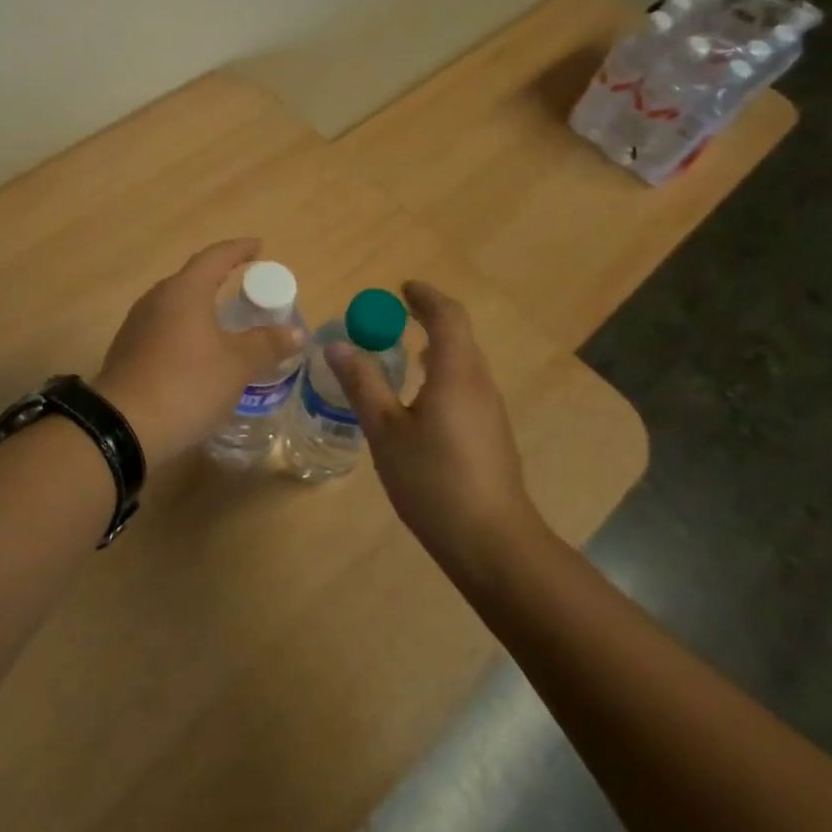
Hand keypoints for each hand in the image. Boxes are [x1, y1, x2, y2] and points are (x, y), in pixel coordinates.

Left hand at [95, 239, 306, 462]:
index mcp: (185, 290)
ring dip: (202, 308)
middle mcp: (157, 298)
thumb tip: (295, 333)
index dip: (240, 250)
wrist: (122, 427)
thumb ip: (267, 344)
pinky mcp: (128, 350)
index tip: (259, 247)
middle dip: (221, 279)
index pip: (216, 256)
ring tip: (226, 322)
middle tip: (248, 288)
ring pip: (177, 305)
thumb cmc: (187, 384)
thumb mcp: (237, 366)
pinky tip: (198, 353)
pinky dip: (187, 331)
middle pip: (193, 279)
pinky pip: (164, 329)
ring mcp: (138, 324)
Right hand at [326, 280, 544, 575]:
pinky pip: (465, 385)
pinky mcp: (491, 433)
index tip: (401, 288)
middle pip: (458, 335)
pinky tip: (420, 399)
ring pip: (463, 362)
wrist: (493, 543)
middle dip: (427, 318)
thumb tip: (337, 346)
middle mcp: (479, 383)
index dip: (425, 296)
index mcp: (456, 373)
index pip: (447, 316)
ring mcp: (490, 410)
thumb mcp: (386, 431)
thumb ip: (363, 385)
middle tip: (391, 317)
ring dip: (435, 346)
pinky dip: (442, 373)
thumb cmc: (434, 481)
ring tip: (402, 352)